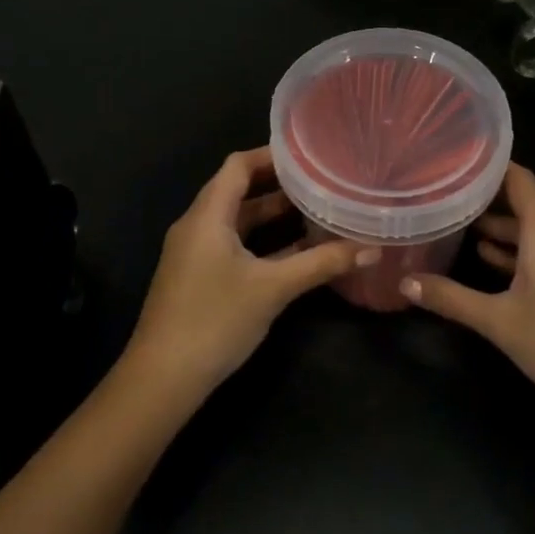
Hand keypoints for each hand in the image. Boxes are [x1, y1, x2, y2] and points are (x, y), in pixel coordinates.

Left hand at [126, 148, 369, 399]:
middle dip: (277, 184)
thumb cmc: (215, 320)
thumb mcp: (273, 289)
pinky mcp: (197, 277)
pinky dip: (260, 241)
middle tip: (319, 180)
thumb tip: (372, 248)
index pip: (237, 165)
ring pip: (236, 220)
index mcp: (207, 215)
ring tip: (313, 209)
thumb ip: (321, 263)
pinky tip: (294, 252)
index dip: (270, 155)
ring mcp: (194, 253)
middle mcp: (197, 225)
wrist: (162, 379)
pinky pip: (231, 244)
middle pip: (237, 190)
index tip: (308, 154)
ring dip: (270, 215)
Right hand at [399, 164, 534, 425]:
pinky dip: (513, 248)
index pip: (518, 178)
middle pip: (522, 200)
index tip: (453, 157)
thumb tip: (405, 281)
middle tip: (442, 188)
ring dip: (497, 223)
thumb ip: (451, 298)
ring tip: (454, 218)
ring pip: (530, 228)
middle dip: (484, 193)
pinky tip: (485, 258)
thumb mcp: (499, 321)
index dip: (488, 164)